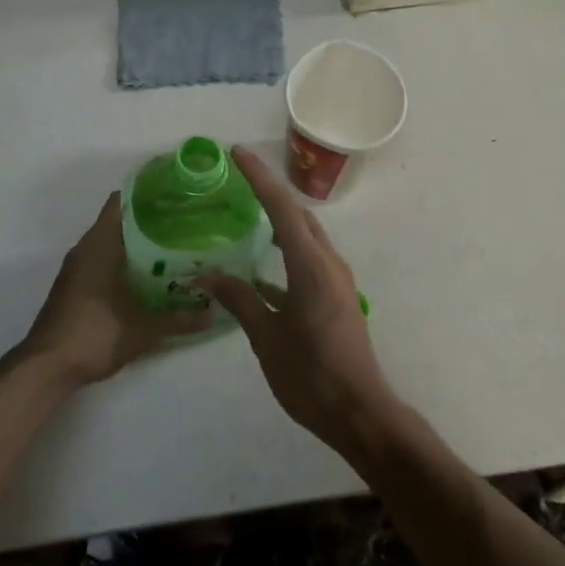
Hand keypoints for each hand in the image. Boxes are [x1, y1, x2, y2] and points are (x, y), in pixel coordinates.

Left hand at [21, 192, 214, 386]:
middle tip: (185, 222)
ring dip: (137, 243)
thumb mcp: (144, 329)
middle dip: (150, 220)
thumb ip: (180, 319)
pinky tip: (149, 276)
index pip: (121, 202)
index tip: (175, 194)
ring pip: (111, 243)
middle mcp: (86, 249)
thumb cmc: (94, 334)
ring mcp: (77, 269)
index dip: (146, 194)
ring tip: (174, 246)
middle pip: (119, 221)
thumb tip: (214, 313)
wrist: (47, 367)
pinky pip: (103, 261)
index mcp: (99, 244)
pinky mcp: (75, 287)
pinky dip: (125, 261)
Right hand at [193, 147, 397, 459]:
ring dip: (281, 218)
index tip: (237, 152)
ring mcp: (336, 280)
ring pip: (306, 235)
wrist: (360, 413)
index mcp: (310, 265)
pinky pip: (309, 259)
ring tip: (249, 213)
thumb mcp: (266, 337)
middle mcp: (328, 263)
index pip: (281, 207)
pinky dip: (286, 251)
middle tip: (239, 177)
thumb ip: (238, 299)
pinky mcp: (336, 297)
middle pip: (298, 214)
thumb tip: (204, 274)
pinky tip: (261, 270)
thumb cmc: (311, 375)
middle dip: (270, 191)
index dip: (259, 177)